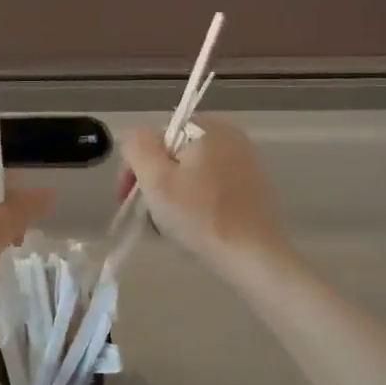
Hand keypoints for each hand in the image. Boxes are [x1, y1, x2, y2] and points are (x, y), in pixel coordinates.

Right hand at [117, 121, 287, 277]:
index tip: (129, 197)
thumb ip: (137, 146)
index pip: (155, 137)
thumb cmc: (201, 216)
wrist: (256, 257)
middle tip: (148, 214)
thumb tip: (135, 140)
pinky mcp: (254, 186)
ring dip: (174, 194)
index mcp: (207, 127)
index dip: (137, 166)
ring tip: (170, 225)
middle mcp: (230, 136)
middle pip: (174, 154)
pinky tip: (196, 226)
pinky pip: (212, 186)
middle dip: (155, 181)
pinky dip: (197, 202)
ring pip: (192, 172)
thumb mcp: (156, 178)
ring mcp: (246, 161)